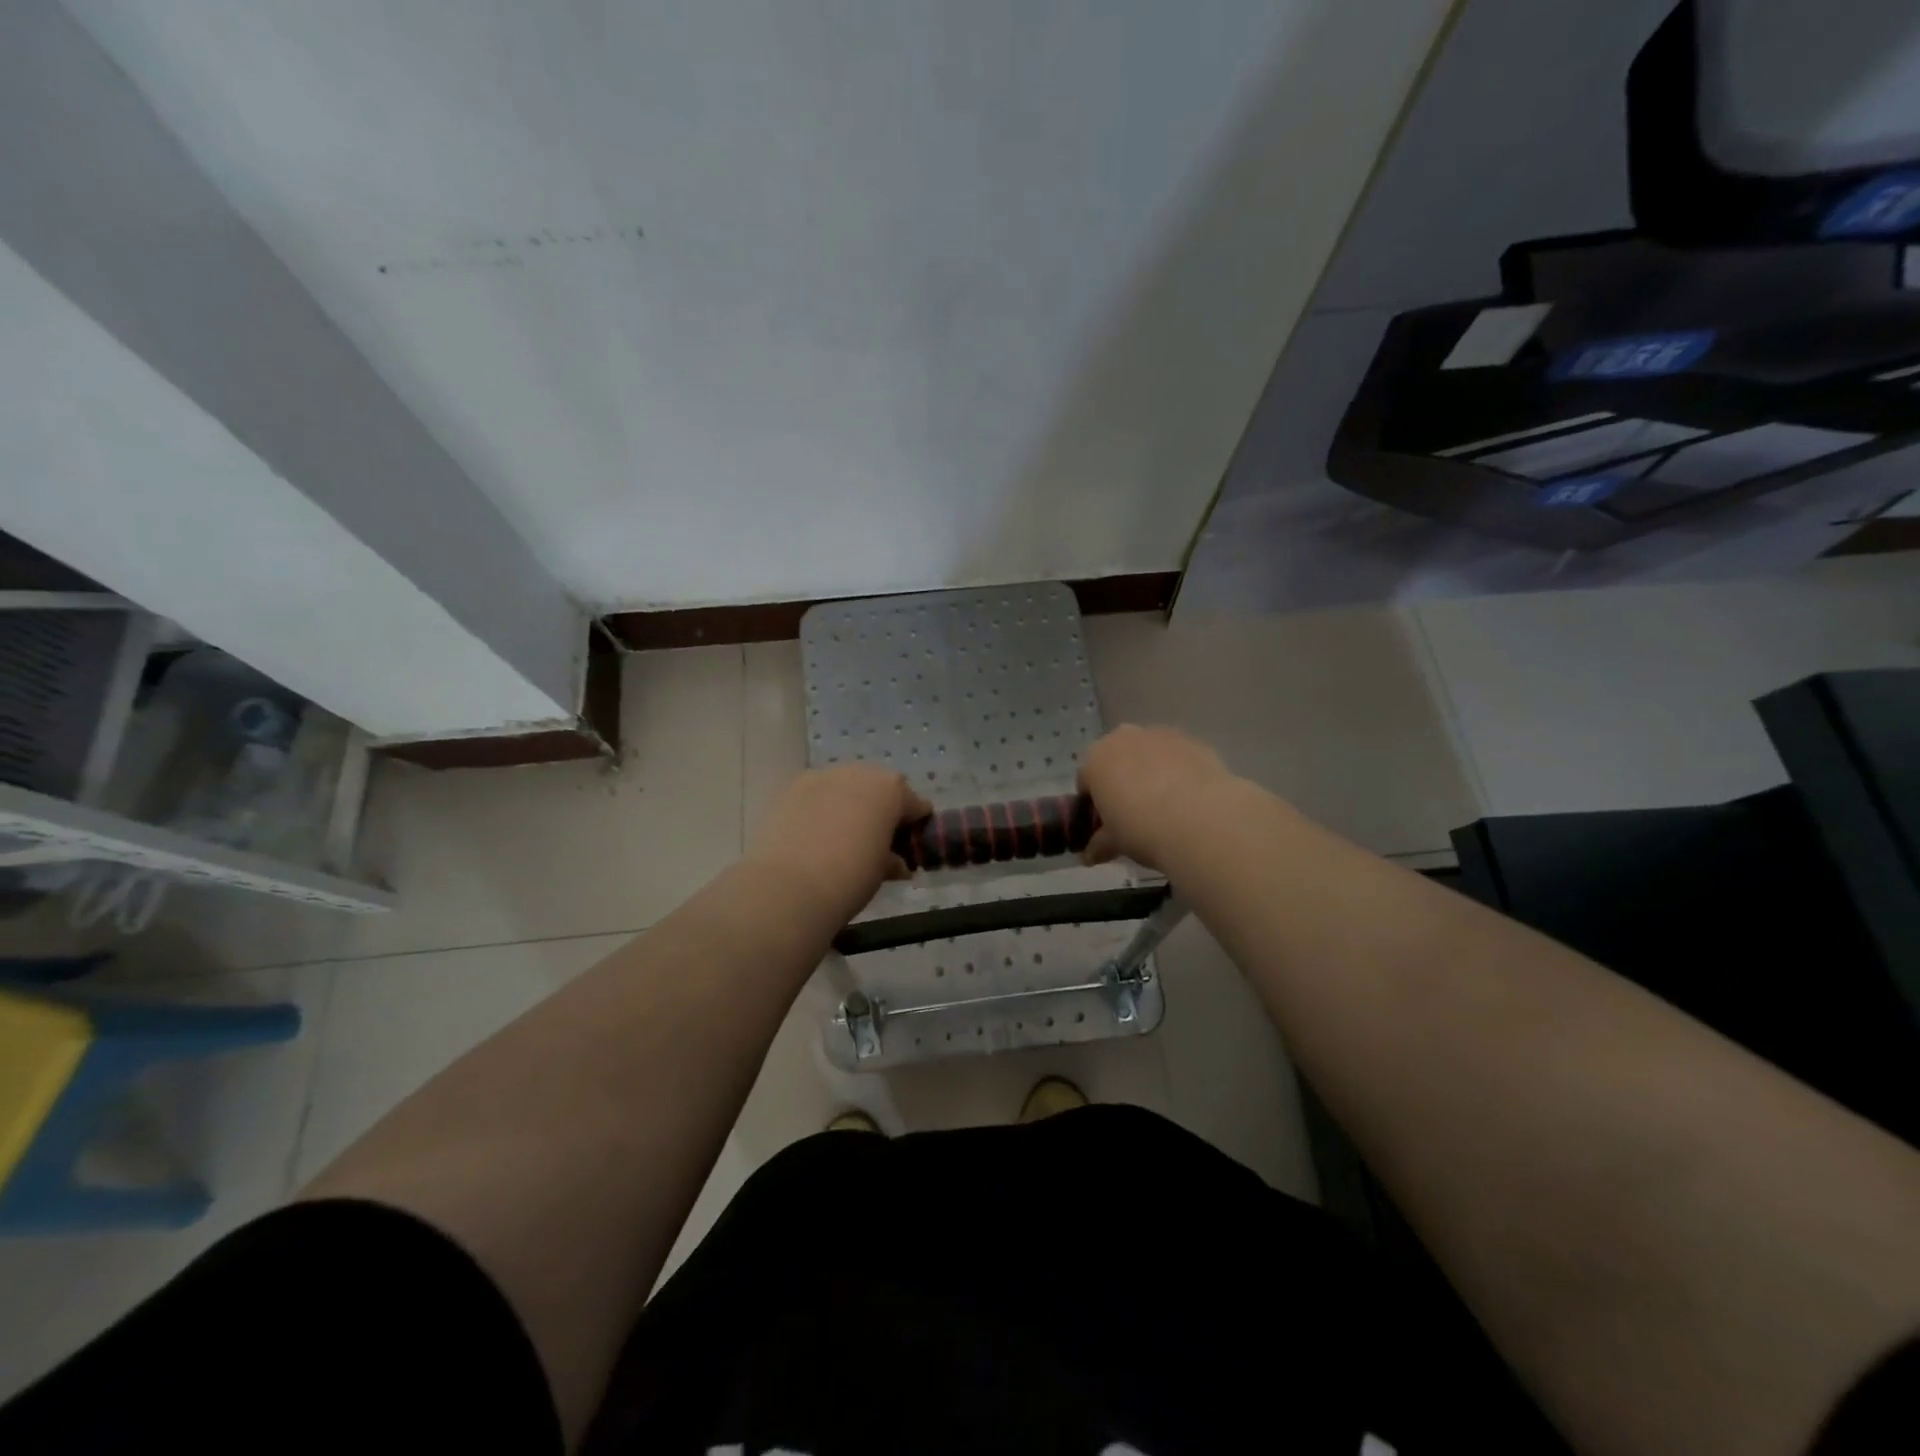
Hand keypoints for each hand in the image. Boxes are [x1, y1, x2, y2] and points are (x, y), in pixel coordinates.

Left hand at [746, 765, 931, 917]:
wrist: (789, 886)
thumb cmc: (851, 877)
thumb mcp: (882, 871)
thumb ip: (893, 860)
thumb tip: (896, 863)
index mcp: (892, 790)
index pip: (915, 804)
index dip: (916, 826)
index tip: (909, 846)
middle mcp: (860, 773)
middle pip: (879, 788)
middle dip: (880, 809)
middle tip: (874, 840)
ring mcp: (823, 775)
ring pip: (845, 786)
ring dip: (849, 804)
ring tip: (840, 835)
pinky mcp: (792, 786)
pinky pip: (817, 793)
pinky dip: (821, 807)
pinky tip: (814, 833)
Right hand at [1079, 724, 1235, 871]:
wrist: (1201, 820)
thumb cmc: (1142, 829)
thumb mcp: (1114, 843)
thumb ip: (1099, 844)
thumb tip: (1090, 855)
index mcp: (1096, 759)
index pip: (1086, 780)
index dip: (1094, 803)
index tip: (1106, 823)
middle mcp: (1124, 738)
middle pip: (1117, 758)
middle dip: (1122, 780)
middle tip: (1135, 813)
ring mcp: (1160, 735)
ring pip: (1149, 753)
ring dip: (1152, 772)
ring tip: (1167, 807)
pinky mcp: (1193, 741)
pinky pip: (1178, 756)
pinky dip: (1179, 772)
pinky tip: (1190, 799)